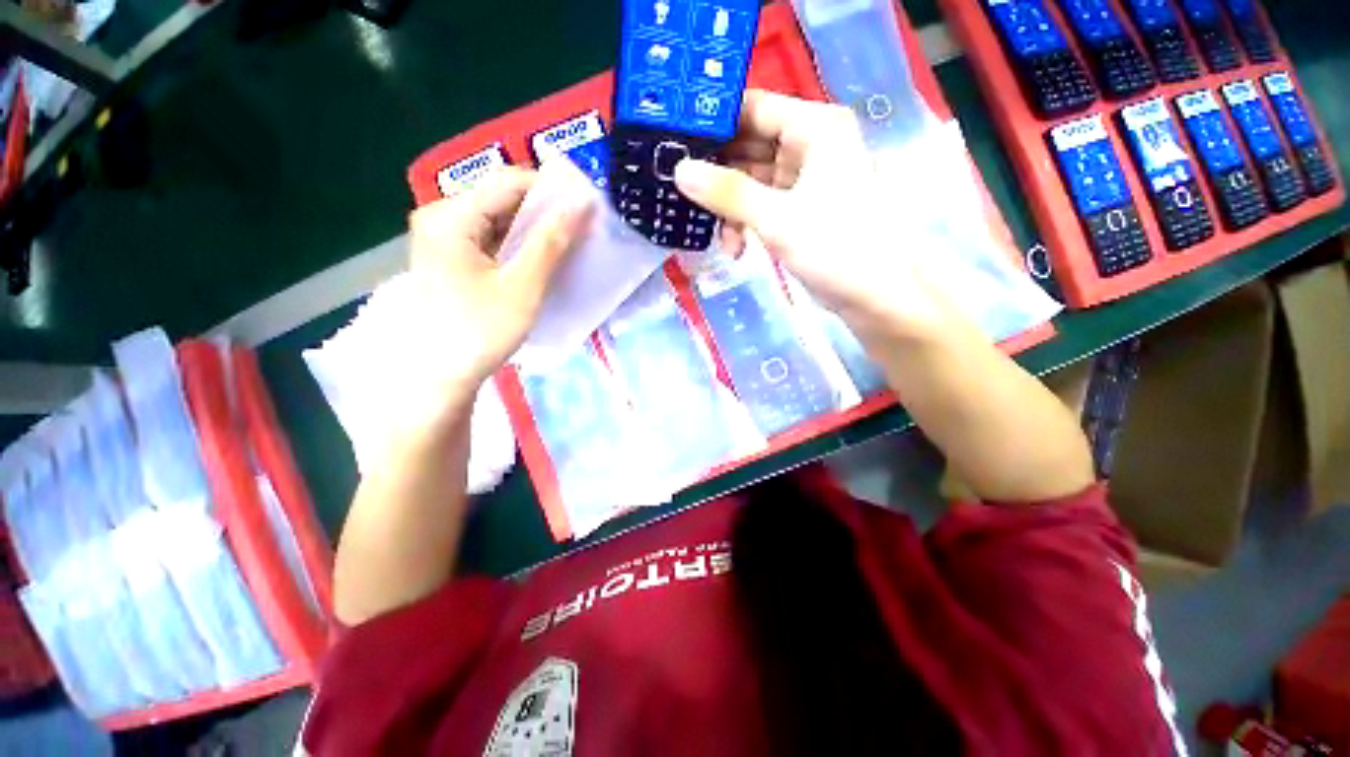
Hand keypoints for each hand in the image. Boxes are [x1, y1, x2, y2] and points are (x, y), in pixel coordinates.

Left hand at [405, 167, 590, 418]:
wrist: (441, 376)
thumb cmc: (480, 331)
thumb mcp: (523, 286)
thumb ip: (551, 242)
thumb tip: (581, 204)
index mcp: (450, 216)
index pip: (509, 182)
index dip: (552, 190)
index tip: (588, 207)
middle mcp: (442, 217)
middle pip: (502, 199)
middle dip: (545, 212)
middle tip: (583, 229)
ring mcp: (445, 237)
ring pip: (500, 219)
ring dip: (536, 230)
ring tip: (570, 243)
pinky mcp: (452, 257)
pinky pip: (493, 238)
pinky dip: (520, 245)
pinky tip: (544, 259)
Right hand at [673, 90, 955, 340]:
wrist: (874, 295)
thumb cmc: (835, 246)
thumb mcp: (777, 218)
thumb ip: (727, 193)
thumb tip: (679, 171)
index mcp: (814, 128)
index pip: (753, 108)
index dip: (714, 122)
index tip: (675, 141)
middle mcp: (808, 146)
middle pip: (748, 145)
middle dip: (716, 174)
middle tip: (679, 191)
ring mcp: (802, 181)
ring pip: (750, 181)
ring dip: (729, 208)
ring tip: (715, 235)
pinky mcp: (797, 210)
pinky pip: (759, 206)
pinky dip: (744, 224)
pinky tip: (734, 249)